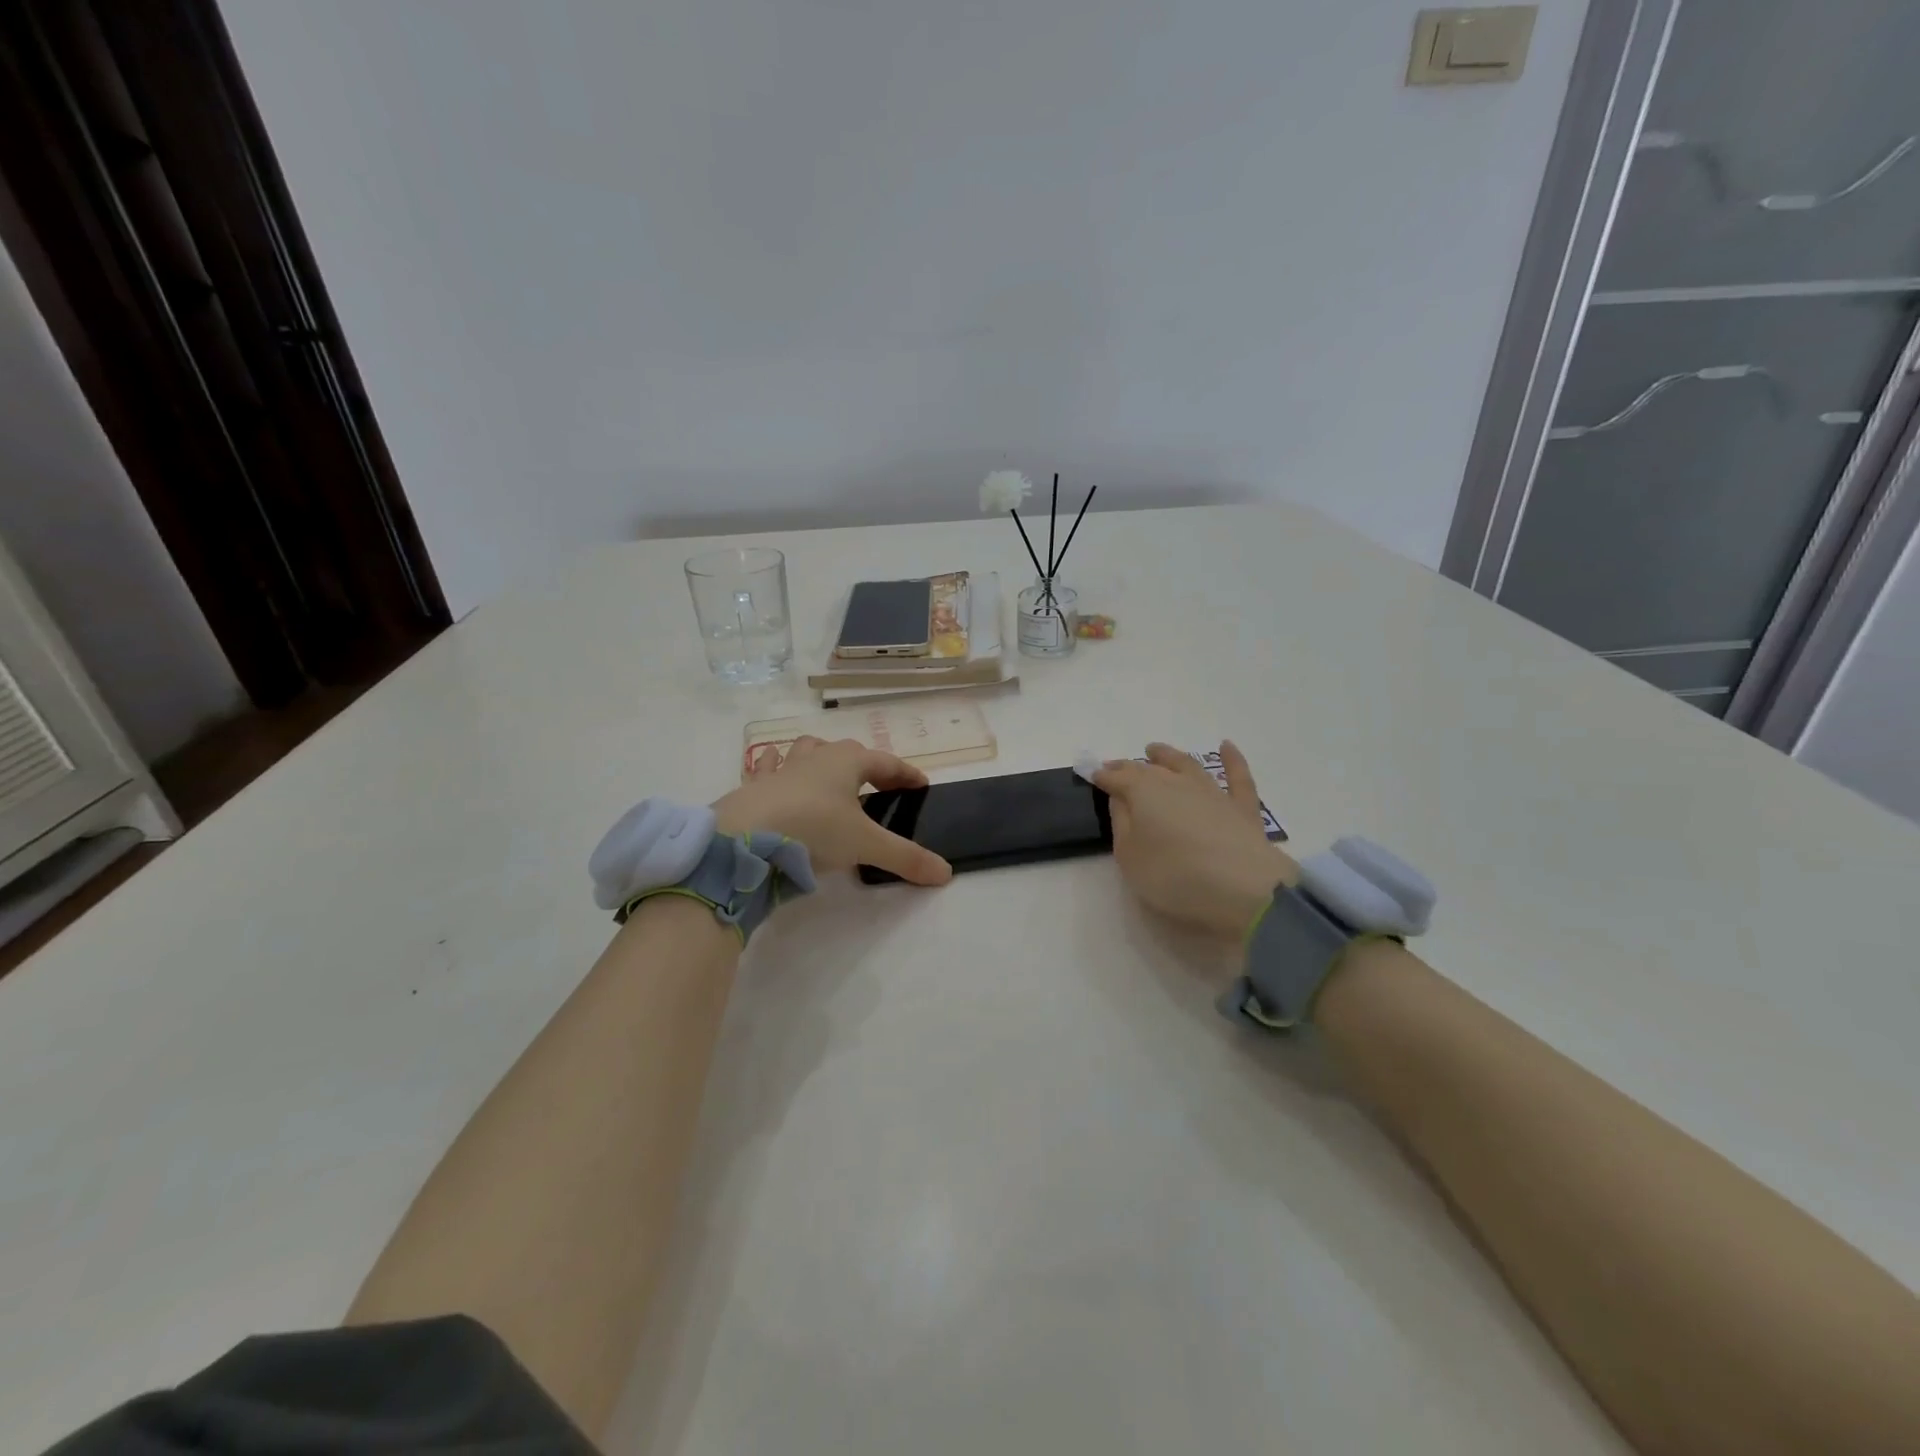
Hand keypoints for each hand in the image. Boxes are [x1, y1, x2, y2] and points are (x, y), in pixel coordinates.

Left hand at [714, 737, 952, 885]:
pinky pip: (768, 768)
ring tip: (831, 776)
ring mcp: (781, 769)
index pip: (886, 762)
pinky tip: (776, 774)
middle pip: (848, 751)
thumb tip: (946, 873)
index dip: (906, 773)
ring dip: (823, 759)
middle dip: (867, 765)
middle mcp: (815, 758)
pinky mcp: (753, 787)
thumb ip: (906, 858)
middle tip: (880, 785)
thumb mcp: (865, 846)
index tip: (922, 784)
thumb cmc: (813, 830)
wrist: (744, 838)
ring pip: (807, 750)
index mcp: (847, 762)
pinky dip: (777, 769)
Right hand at [1093, 741, 1298, 939]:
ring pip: (1186, 765)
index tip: (1091, 773)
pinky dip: (1231, 759)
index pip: (1117, 778)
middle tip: (1117, 767)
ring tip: (1155, 750)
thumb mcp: (1130, 857)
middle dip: (1129, 766)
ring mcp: (1212, 791)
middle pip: (1148, 769)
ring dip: (1168, 756)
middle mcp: (1176, 783)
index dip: (1103, 776)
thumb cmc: (1174, 875)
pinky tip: (1227, 746)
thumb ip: (1121, 824)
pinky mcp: (1242, 806)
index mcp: (1143, 792)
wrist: (1243, 888)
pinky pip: (1237, 775)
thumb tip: (1120, 798)